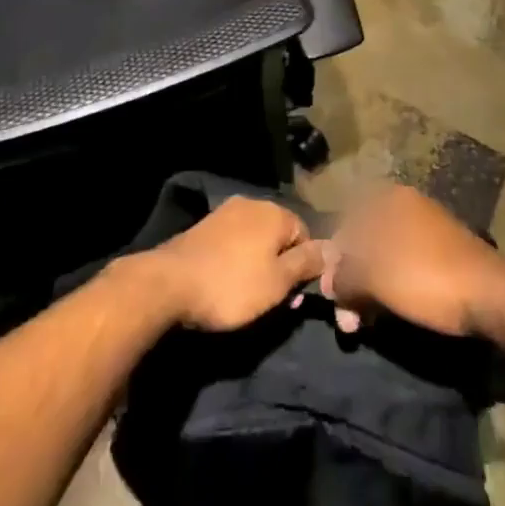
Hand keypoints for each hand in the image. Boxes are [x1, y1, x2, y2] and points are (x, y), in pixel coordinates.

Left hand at [135, 196, 326, 331]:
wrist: (170, 283)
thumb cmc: (232, 285)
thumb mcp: (278, 282)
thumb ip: (308, 263)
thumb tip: (334, 247)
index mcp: (275, 212)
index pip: (306, 235)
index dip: (305, 267)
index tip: (294, 298)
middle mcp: (252, 203)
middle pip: (280, 235)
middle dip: (282, 266)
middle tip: (273, 302)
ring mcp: (225, 212)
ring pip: (256, 239)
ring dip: (259, 264)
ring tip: (249, 296)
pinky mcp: (204, 226)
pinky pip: (234, 242)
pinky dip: (237, 261)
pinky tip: (227, 282)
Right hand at [320, 185, 504, 337]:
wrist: (493, 296)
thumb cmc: (425, 276)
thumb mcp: (374, 277)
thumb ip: (344, 277)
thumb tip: (331, 283)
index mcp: (390, 200)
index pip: (346, 224)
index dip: (333, 261)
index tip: (330, 296)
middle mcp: (407, 207)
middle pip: (365, 243)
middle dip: (351, 282)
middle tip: (346, 322)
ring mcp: (427, 230)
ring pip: (384, 259)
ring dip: (368, 291)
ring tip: (362, 327)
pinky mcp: (443, 255)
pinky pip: (405, 266)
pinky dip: (391, 289)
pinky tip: (386, 315)